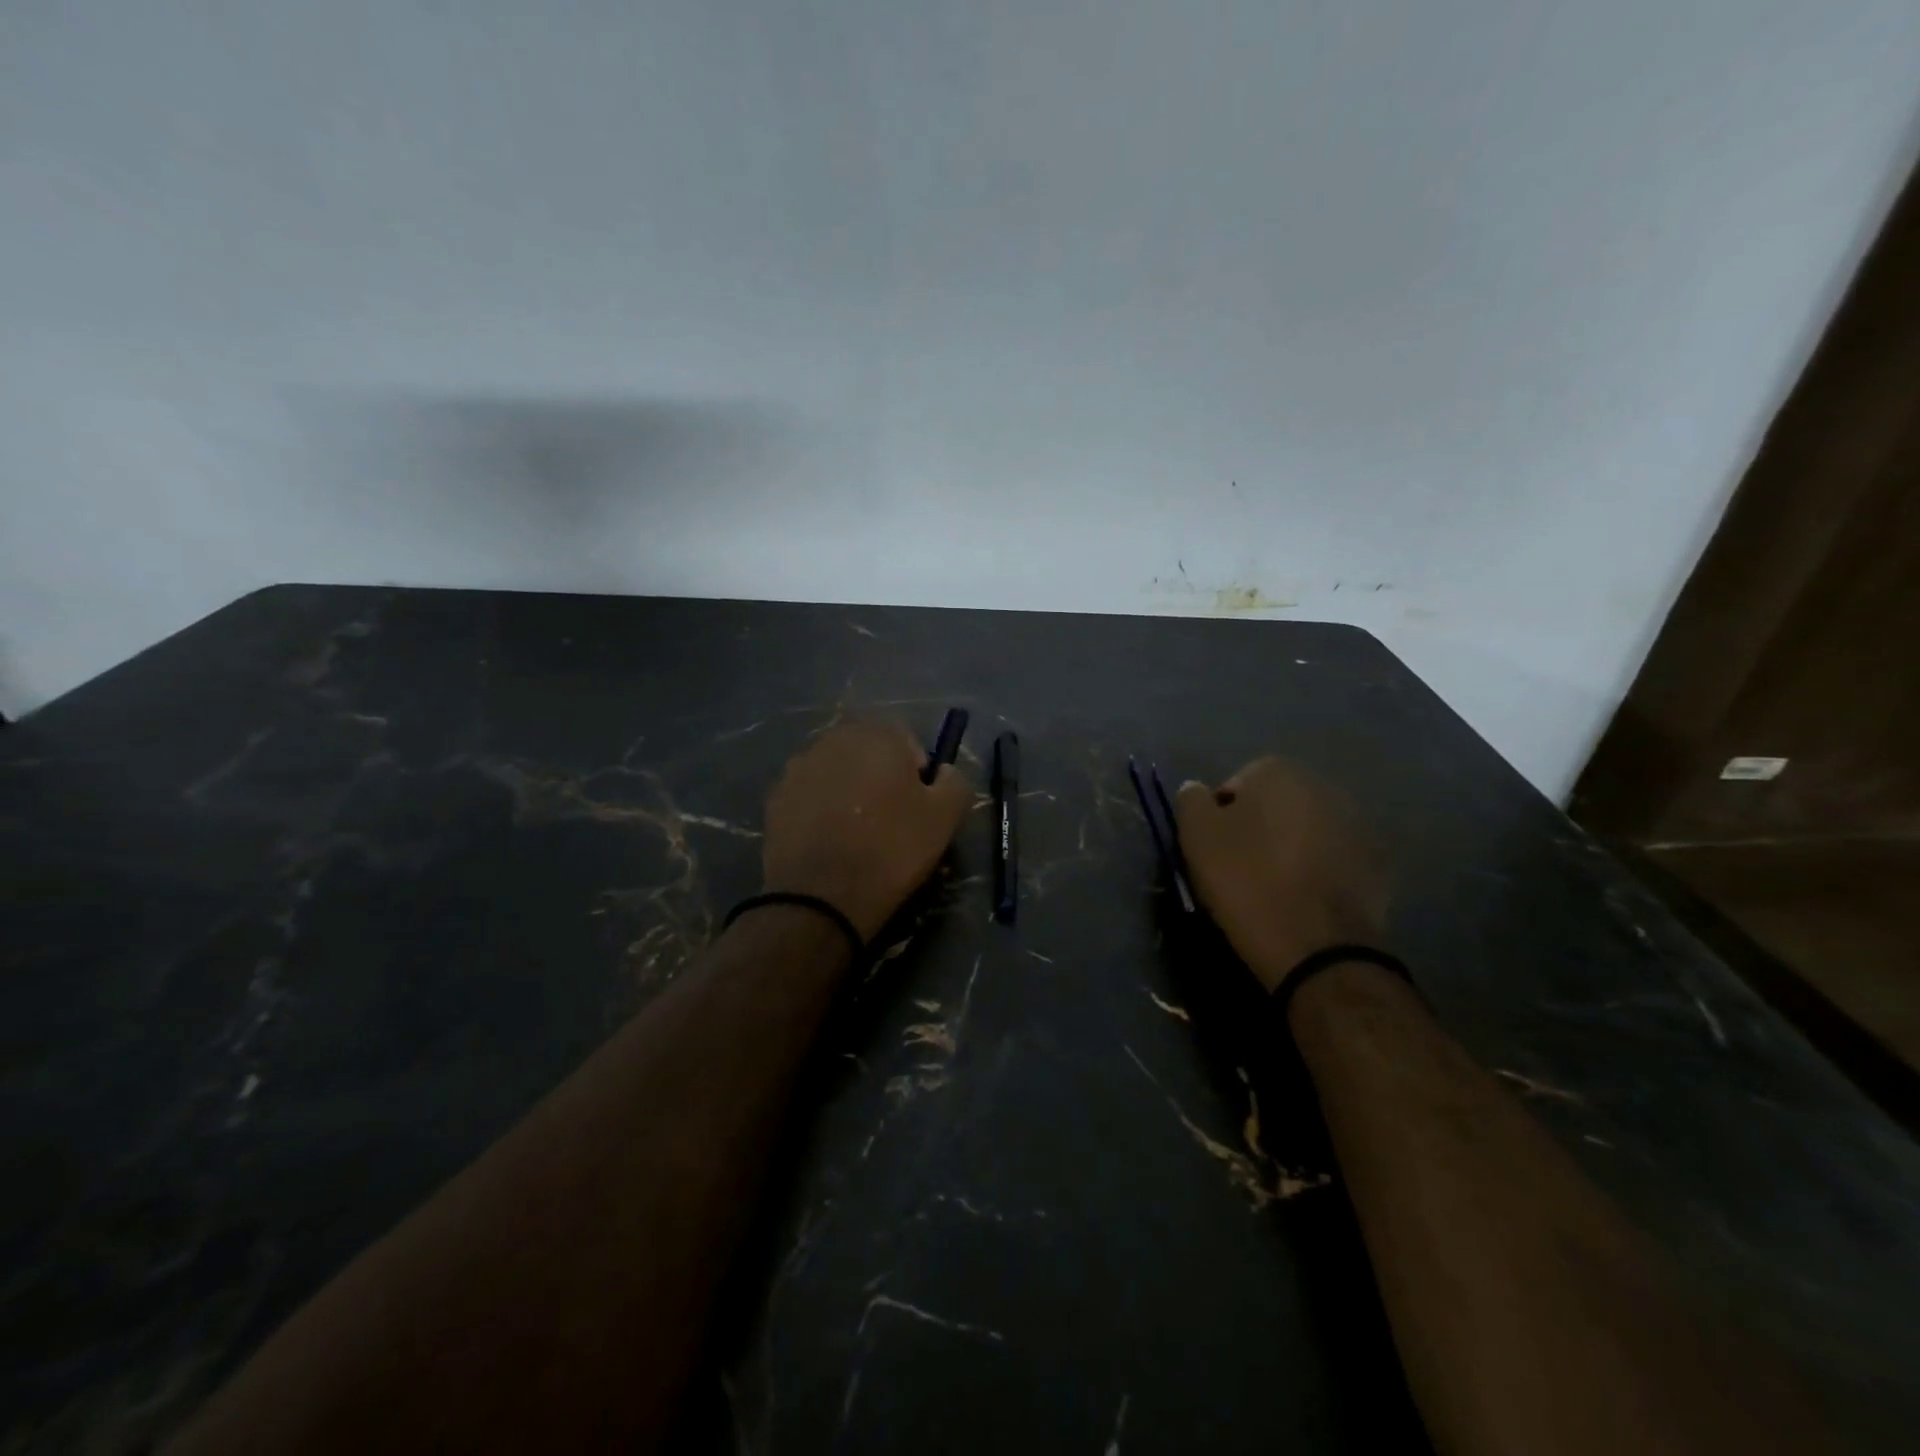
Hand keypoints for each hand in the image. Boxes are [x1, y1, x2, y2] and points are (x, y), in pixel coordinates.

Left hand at [762, 720, 971, 941]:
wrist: (821, 897)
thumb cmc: (891, 850)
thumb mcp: (945, 817)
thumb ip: (954, 781)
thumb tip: (944, 772)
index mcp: (878, 734)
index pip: (908, 741)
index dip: (917, 773)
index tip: (917, 808)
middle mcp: (834, 739)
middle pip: (868, 752)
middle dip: (880, 777)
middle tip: (890, 821)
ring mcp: (799, 767)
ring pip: (837, 773)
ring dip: (848, 792)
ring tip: (856, 834)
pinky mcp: (776, 797)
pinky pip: (810, 796)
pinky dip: (820, 810)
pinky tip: (829, 842)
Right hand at [1174, 757, 1386, 991]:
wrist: (1318, 948)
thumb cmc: (1247, 882)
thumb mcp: (1197, 837)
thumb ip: (1191, 800)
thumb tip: (1196, 791)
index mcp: (1278, 772)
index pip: (1234, 786)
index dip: (1219, 820)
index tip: (1214, 852)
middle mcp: (1324, 786)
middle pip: (1275, 805)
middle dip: (1259, 829)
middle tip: (1241, 869)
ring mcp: (1358, 824)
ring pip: (1307, 831)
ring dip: (1291, 849)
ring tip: (1274, 888)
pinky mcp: (1379, 864)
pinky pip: (1334, 860)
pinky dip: (1320, 872)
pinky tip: (1305, 900)